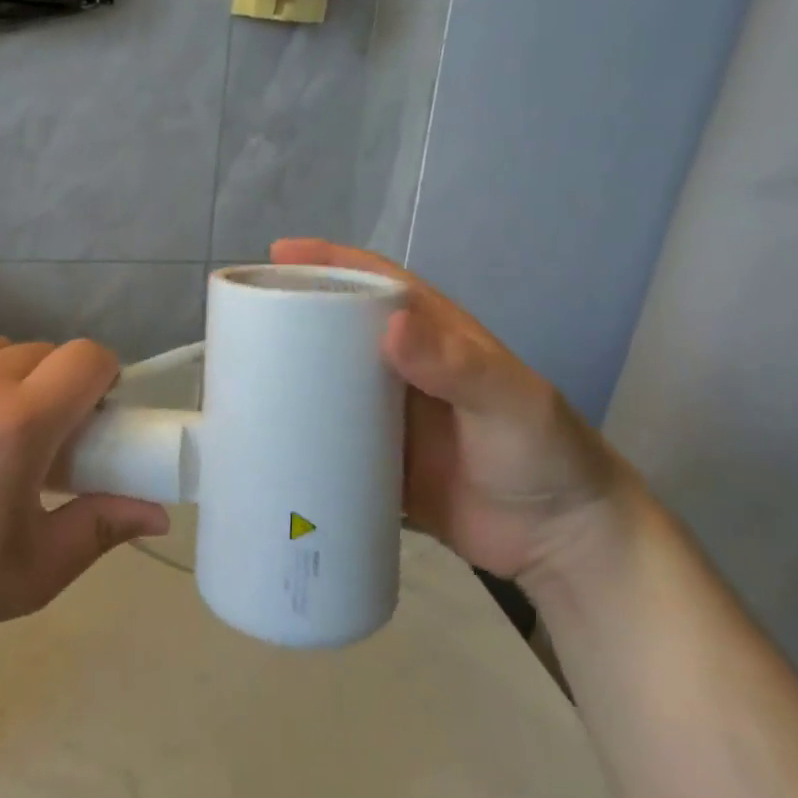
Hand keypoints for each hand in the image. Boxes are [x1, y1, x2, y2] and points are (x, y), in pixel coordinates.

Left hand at [0, 334, 168, 646]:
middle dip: (52, 386)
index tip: (90, 414)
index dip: (101, 378)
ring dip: (4, 377)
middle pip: (43, 352)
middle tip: (34, 436)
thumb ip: (103, 527)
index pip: (89, 357)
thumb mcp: (34, 569)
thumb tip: (161, 512)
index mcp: (18, 422)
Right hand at [271, 240, 626, 582]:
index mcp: (430, 332)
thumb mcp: (510, 399)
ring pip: (325, 383)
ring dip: (286, 377)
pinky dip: (297, 437)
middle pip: (335, 328)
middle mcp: (400, 366)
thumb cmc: (544, 451)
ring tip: (235, 378)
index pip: (372, 280)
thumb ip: (458, 366)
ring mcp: (385, 415)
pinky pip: (328, 440)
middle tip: (238, 322)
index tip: (276, 256)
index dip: (326, 262)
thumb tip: (392, 328)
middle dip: (289, 317)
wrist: (561, 541)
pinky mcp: (377, 462)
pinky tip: (262, 442)